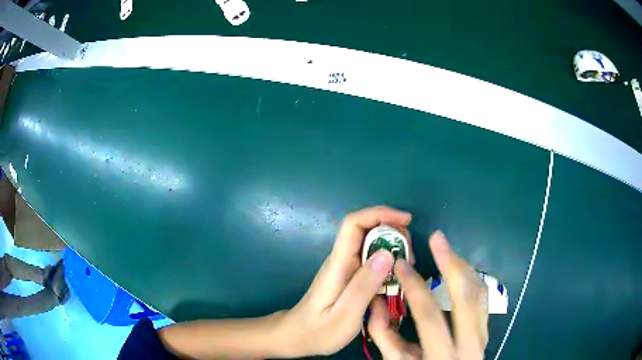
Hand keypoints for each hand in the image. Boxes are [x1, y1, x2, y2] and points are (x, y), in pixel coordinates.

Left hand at [280, 206, 412, 355]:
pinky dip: (389, 266)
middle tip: (411, 258)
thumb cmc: (319, 331)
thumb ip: (364, 286)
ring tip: (407, 271)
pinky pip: (373, 263)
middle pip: (368, 231)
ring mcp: (346, 268)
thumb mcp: (345, 315)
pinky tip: (397, 281)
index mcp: (338, 264)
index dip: (380, 213)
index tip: (407, 220)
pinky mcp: (350, 278)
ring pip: (373, 246)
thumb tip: (387, 253)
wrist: (298, 337)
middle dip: (394, 235)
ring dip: (393, 251)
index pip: (354, 223)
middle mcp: (342, 260)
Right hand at [368, 231, 488, 359]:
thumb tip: (377, 303)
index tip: (401, 264)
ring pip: (479, 293)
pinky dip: (471, 279)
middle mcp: (470, 344)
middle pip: (466, 297)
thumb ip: (386, 337)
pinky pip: (482, 298)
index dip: (414, 287)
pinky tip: (459, 270)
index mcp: (442, 356)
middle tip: (437, 238)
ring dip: (463, 267)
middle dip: (451, 264)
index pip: (429, 315)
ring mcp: (483, 335)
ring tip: (446, 250)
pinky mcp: (486, 330)